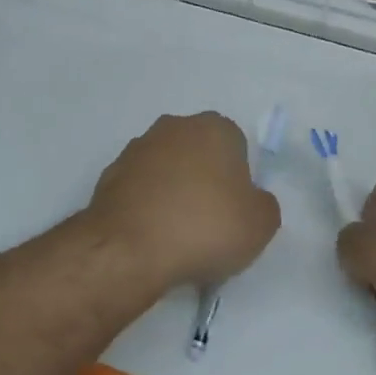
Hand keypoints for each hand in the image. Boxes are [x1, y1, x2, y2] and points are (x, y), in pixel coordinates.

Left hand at [88, 113, 280, 287]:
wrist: (130, 247)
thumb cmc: (205, 227)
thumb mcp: (260, 224)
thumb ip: (264, 204)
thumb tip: (251, 199)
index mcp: (214, 127)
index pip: (236, 146)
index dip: (239, 180)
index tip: (235, 211)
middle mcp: (175, 127)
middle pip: (199, 153)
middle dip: (204, 181)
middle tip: (209, 223)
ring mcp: (138, 148)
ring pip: (167, 169)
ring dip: (173, 192)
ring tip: (177, 236)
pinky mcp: (110, 173)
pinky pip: (140, 189)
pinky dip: (147, 206)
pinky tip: (151, 237)